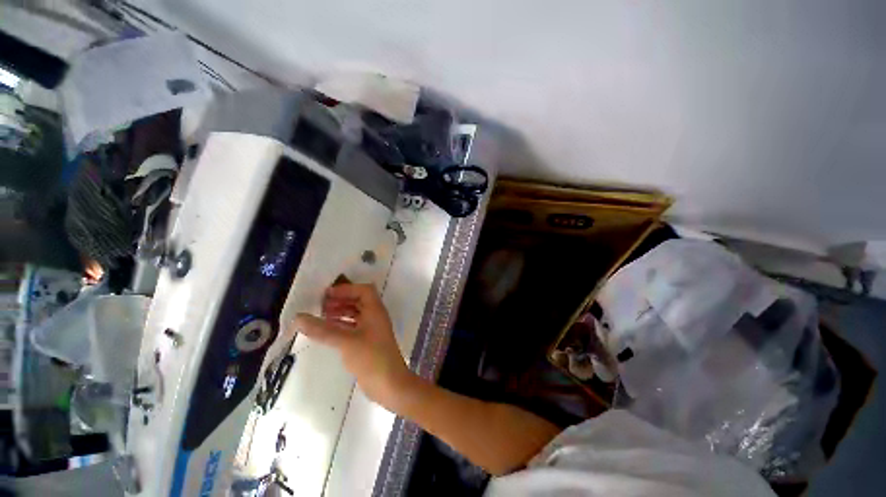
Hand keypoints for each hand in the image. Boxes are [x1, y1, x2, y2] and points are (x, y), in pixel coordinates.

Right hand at [293, 283, 415, 410]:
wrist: (388, 384)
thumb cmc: (371, 358)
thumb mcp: (346, 342)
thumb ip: (323, 330)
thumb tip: (298, 317)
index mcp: (375, 310)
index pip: (363, 290)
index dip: (346, 289)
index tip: (326, 294)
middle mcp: (375, 316)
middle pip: (359, 300)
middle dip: (341, 300)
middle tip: (320, 305)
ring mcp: (372, 329)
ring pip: (355, 314)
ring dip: (340, 312)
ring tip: (320, 316)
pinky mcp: (367, 341)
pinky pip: (353, 327)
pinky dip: (341, 325)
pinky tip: (326, 331)